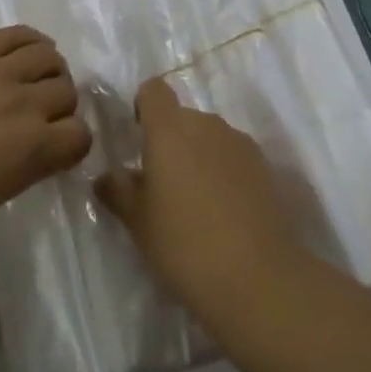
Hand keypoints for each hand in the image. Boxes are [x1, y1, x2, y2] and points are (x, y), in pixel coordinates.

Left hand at [0, 26, 90, 273]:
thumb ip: (19, 170)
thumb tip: (28, 154)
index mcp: (30, 151)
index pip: (80, 136)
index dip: (72, 146)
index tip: (57, 153)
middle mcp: (20, 105)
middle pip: (66, 90)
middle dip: (61, 107)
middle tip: (41, 120)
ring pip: (46, 56)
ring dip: (49, 70)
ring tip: (33, 82)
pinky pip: (11, 34)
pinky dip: (28, 40)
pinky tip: (24, 52)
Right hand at [95, 77, 307, 329]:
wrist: (259, 281)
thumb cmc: (185, 246)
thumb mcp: (138, 223)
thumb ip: (118, 192)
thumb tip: (105, 177)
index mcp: (170, 130)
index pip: (153, 90)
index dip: (142, 107)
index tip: (138, 139)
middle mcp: (207, 124)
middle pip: (182, 116)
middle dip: (170, 141)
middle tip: (161, 185)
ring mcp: (240, 143)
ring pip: (209, 137)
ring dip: (198, 156)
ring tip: (195, 204)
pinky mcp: (266, 168)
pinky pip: (233, 157)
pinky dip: (224, 173)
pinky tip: (224, 214)